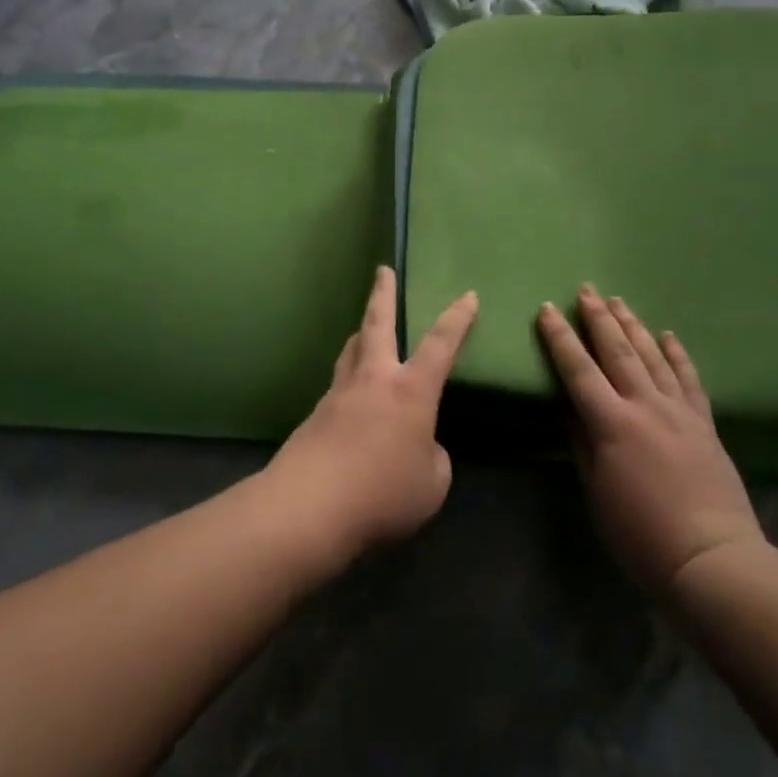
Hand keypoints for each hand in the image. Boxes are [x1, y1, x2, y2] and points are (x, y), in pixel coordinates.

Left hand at [266, 267, 477, 567]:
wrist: (309, 506)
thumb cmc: (383, 492)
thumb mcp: (431, 483)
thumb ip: (433, 458)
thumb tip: (420, 448)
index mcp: (411, 390)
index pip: (441, 344)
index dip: (458, 319)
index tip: (468, 296)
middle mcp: (373, 380)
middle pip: (377, 324)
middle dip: (383, 294)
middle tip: (382, 270)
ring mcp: (339, 394)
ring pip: (351, 350)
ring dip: (361, 333)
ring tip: (364, 329)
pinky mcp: (315, 416)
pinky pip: (338, 387)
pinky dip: (349, 382)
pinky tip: (352, 402)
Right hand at [536, 286, 762, 590]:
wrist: (712, 559)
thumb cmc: (641, 534)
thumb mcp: (596, 492)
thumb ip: (581, 444)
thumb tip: (568, 408)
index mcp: (612, 423)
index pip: (579, 370)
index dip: (560, 338)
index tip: (547, 310)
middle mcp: (646, 406)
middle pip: (618, 352)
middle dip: (599, 318)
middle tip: (586, 290)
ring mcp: (679, 412)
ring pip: (653, 356)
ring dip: (633, 326)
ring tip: (619, 301)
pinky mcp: (704, 424)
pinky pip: (689, 379)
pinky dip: (678, 354)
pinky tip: (669, 335)